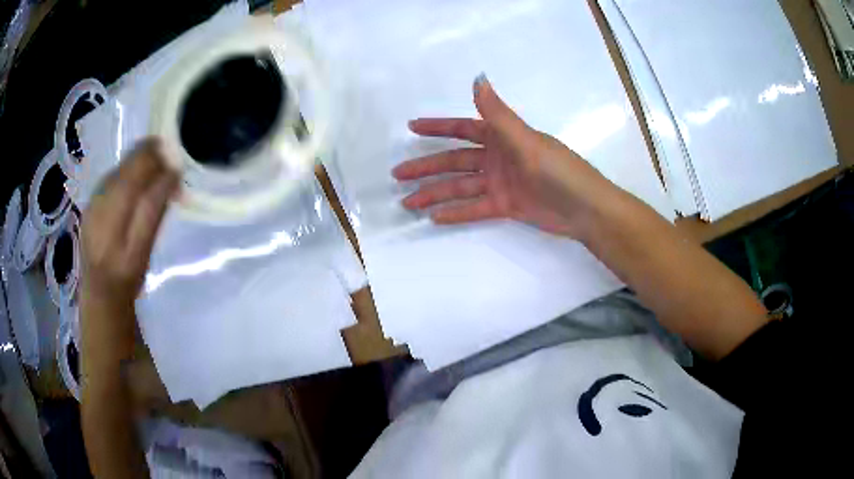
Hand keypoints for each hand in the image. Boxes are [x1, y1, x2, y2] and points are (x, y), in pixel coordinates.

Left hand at [81, 138, 178, 312]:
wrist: (98, 291)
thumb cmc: (126, 278)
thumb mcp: (143, 253)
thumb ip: (154, 212)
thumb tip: (172, 175)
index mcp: (115, 223)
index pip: (141, 178)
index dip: (162, 167)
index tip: (178, 170)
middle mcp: (101, 203)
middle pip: (130, 165)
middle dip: (152, 159)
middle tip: (169, 169)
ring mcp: (93, 199)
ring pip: (122, 166)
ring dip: (141, 164)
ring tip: (155, 176)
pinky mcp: (90, 199)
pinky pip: (114, 174)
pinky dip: (129, 173)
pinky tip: (135, 185)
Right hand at [393, 74, 618, 238]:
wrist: (585, 209)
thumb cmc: (559, 170)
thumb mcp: (526, 141)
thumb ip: (498, 114)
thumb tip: (477, 79)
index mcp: (502, 137)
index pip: (462, 129)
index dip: (437, 128)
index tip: (411, 127)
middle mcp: (497, 158)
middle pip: (454, 162)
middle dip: (426, 167)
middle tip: (398, 175)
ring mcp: (500, 183)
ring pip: (460, 187)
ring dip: (435, 193)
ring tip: (408, 203)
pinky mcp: (506, 206)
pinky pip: (475, 209)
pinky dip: (456, 213)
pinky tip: (435, 218)